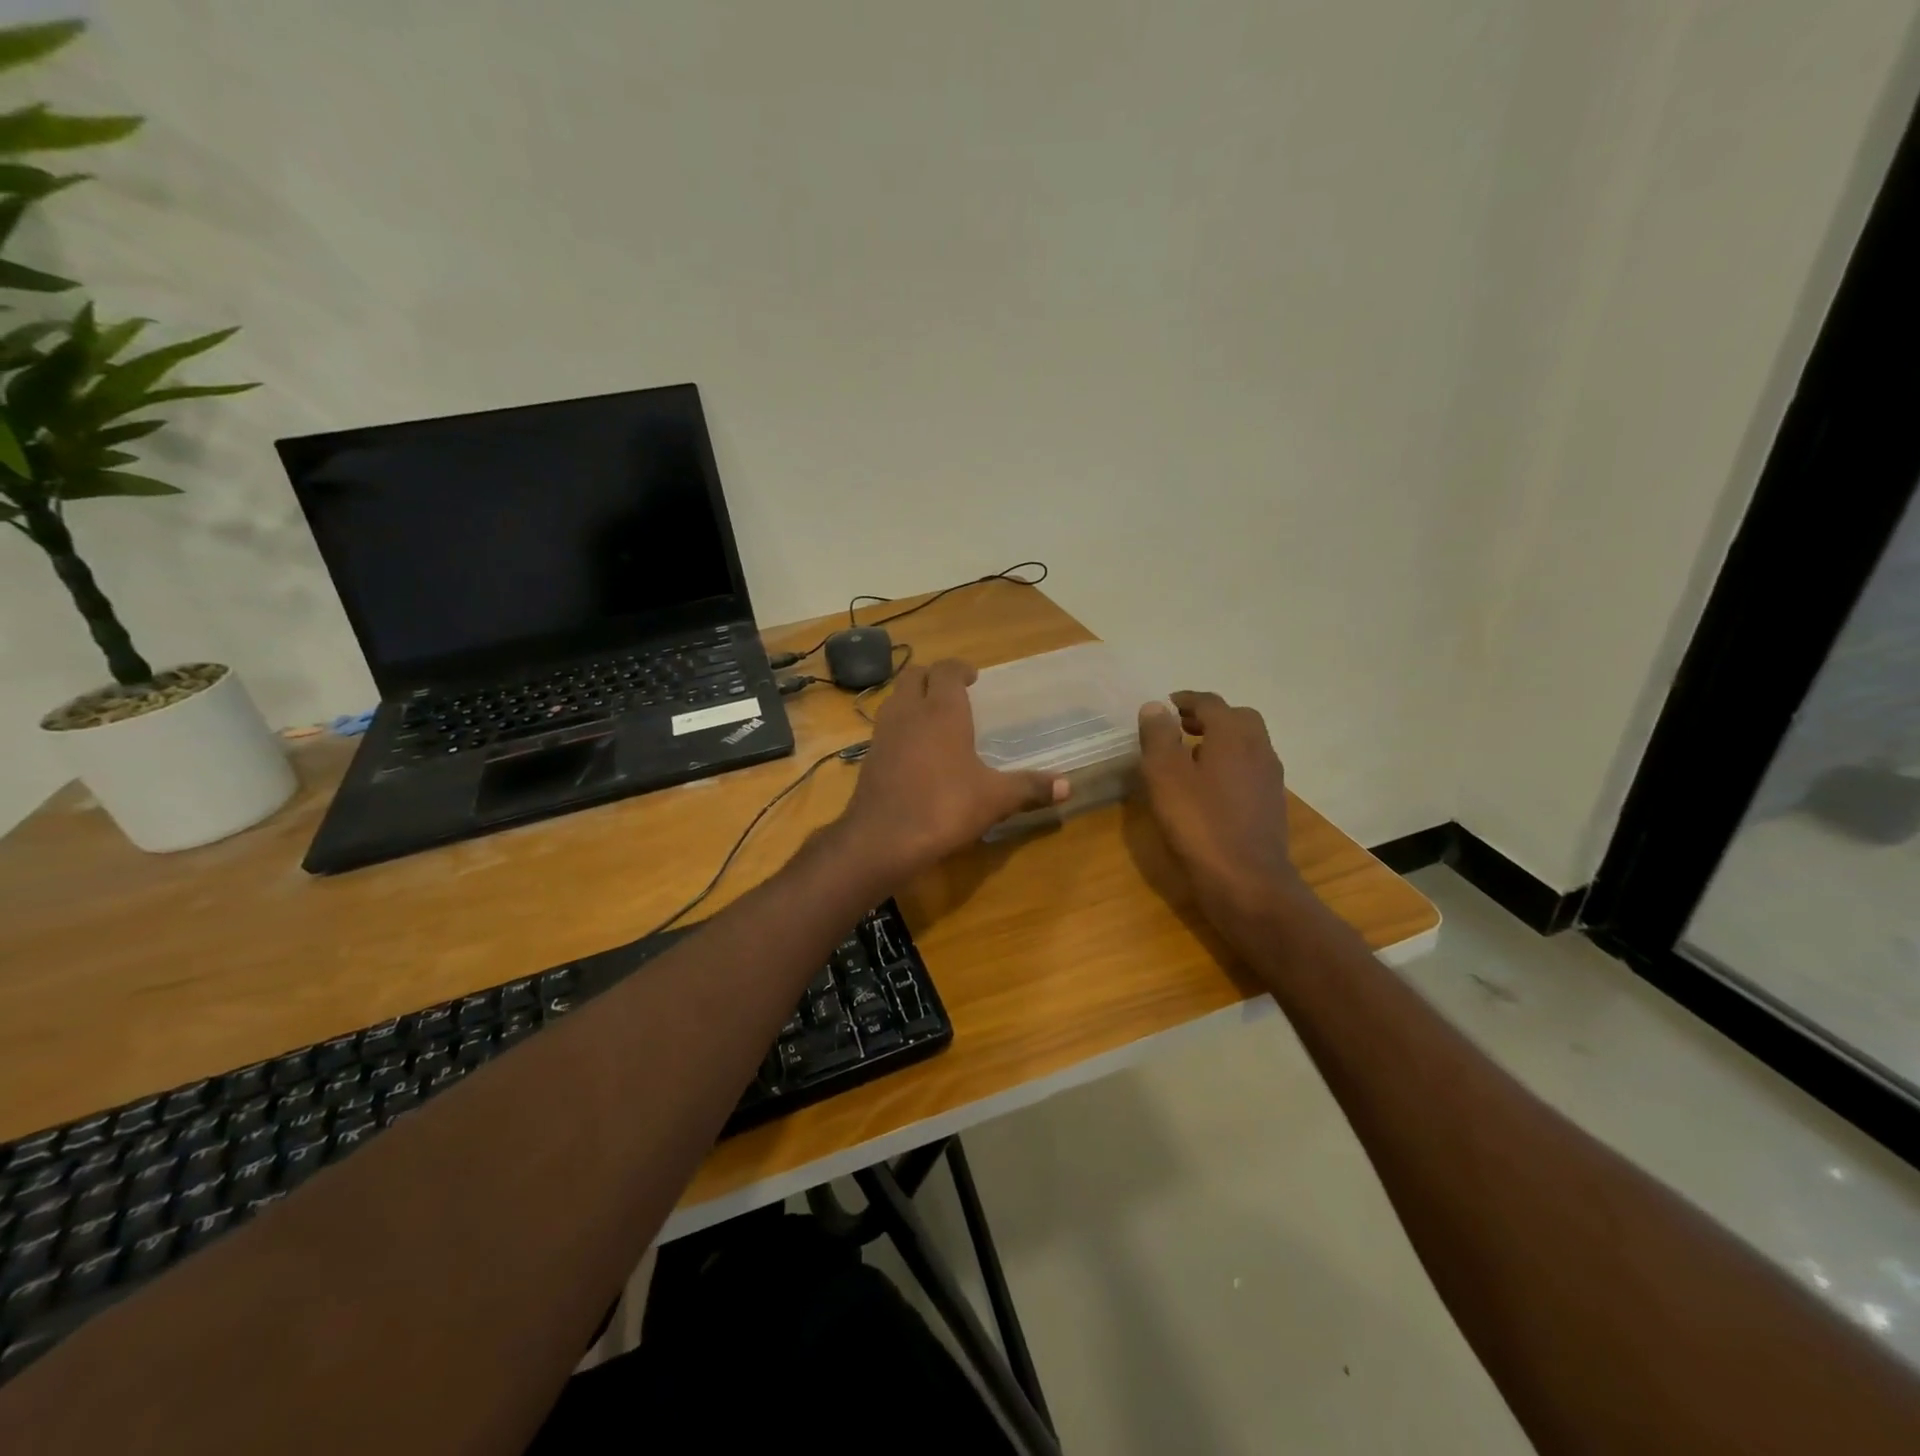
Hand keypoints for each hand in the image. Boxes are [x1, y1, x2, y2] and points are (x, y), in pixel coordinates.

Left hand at [838, 659, 1067, 877]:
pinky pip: (886, 726)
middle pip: (914, 675)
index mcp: (942, 710)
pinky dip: (901, 726)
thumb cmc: (945, 807)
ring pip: (896, 698)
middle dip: (933, 677)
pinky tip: (915, 750)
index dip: (959, 668)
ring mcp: (883, 732)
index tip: (973, 677)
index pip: (946, 670)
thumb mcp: (995, 799)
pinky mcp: (869, 756)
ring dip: (913, 698)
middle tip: (953, 692)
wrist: (883, 838)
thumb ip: (1030, 788)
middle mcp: (909, 711)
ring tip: (934, 717)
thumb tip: (1067, 786)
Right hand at [1137, 691, 1305, 936]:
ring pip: (1247, 744)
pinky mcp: (1270, 804)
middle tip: (1180, 726)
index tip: (1166, 704)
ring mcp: (1269, 778)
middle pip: (1237, 718)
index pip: (1211, 702)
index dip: (1187, 699)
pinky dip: (1229, 764)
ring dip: (1221, 740)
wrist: (1246, 881)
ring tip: (1189, 755)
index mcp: (1233, 735)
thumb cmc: (1199, 823)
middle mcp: (1258, 749)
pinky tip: (1208, 788)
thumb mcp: (1165, 776)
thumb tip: (1155, 707)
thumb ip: (1158, 736)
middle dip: (1209, 716)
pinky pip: (1249, 769)